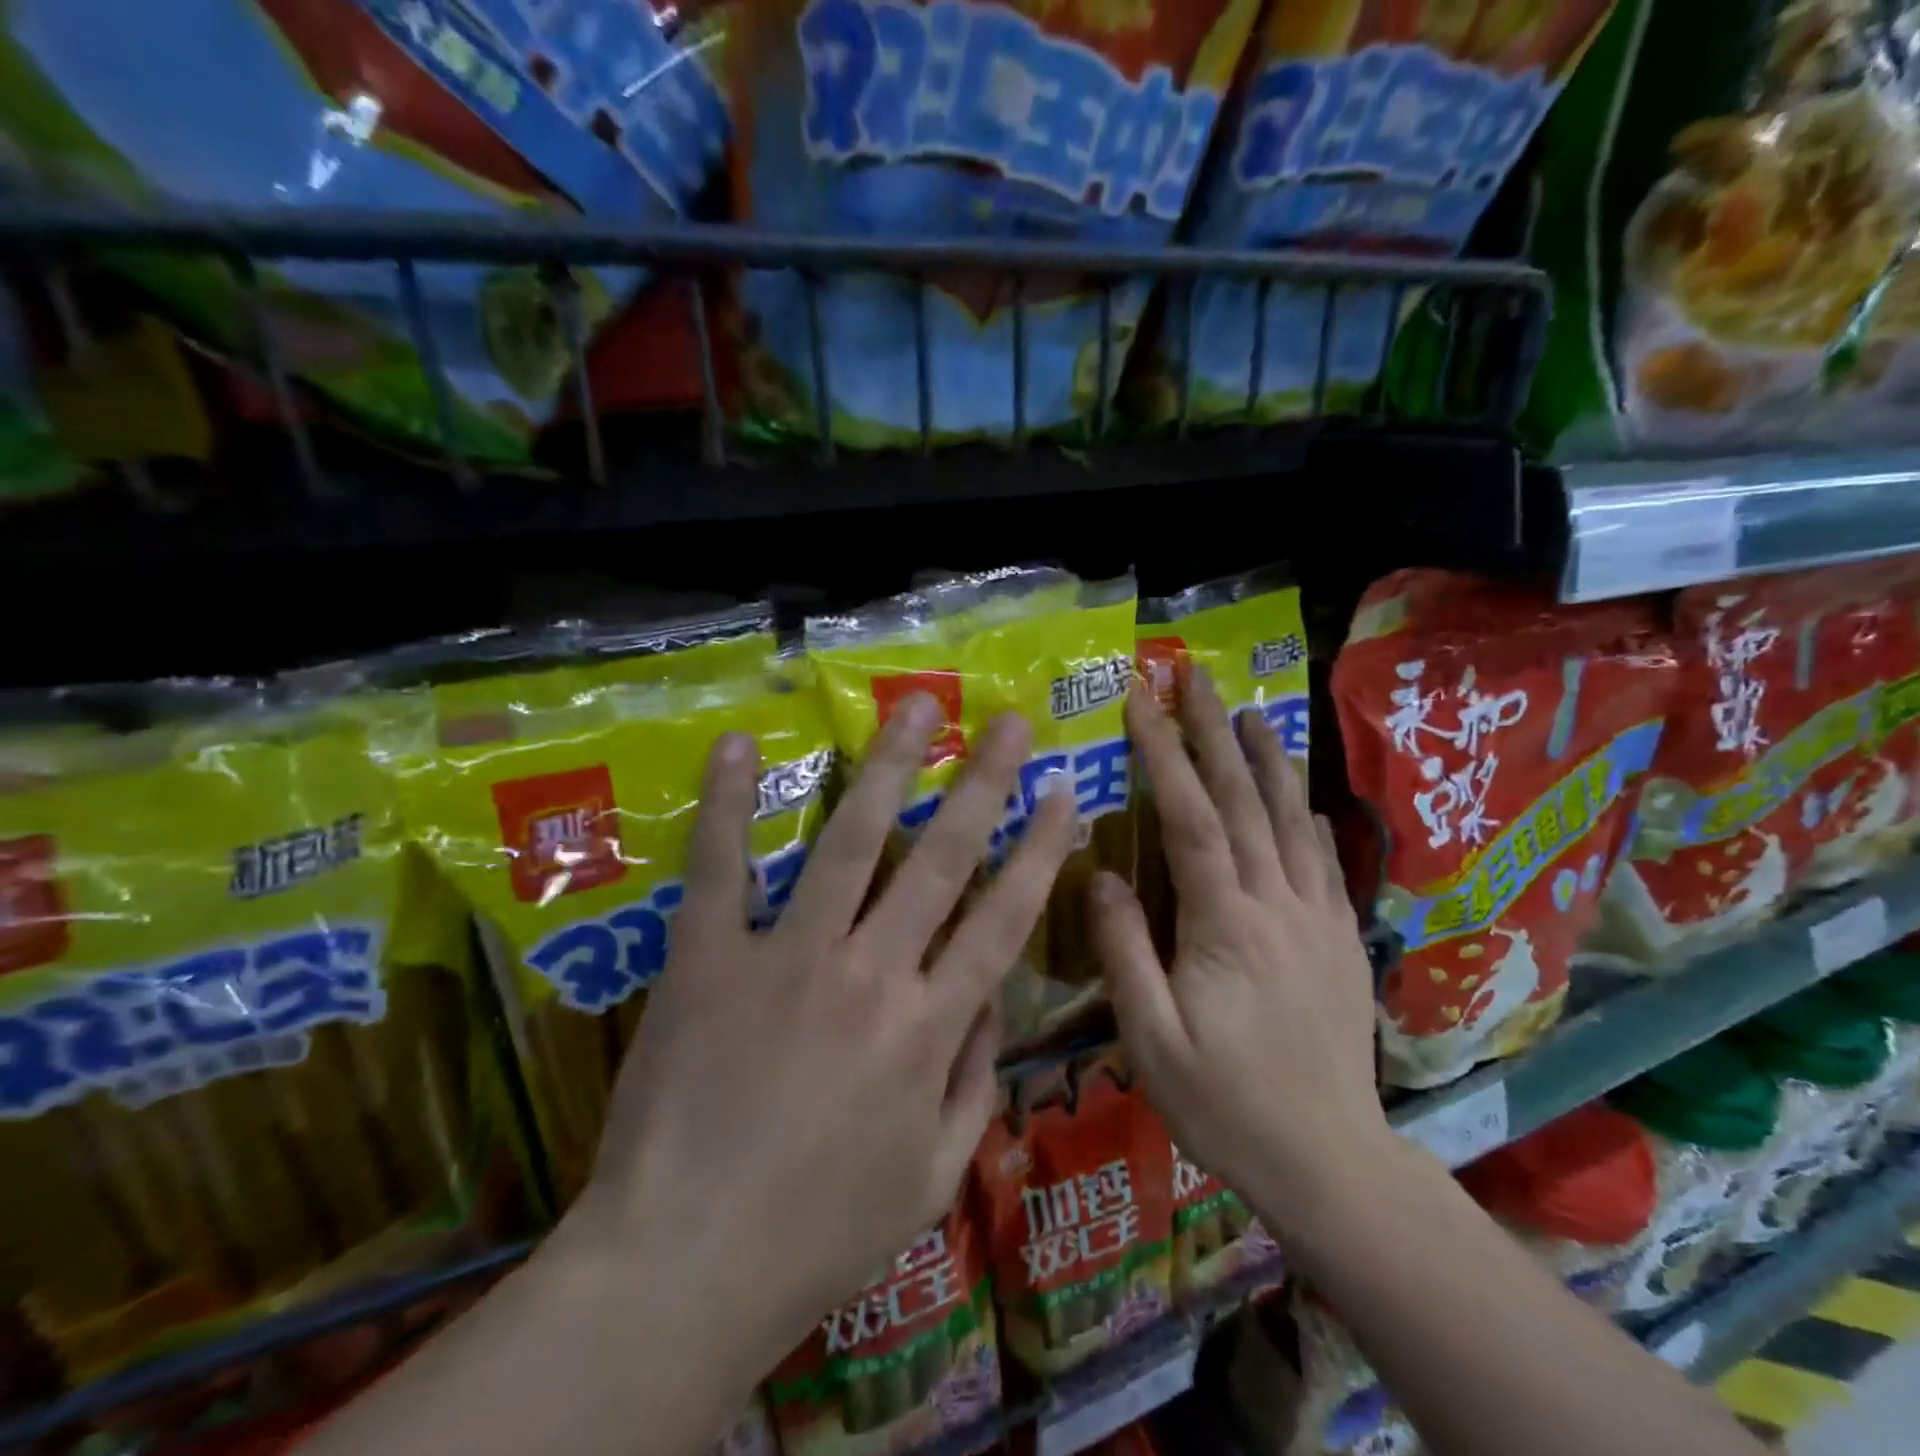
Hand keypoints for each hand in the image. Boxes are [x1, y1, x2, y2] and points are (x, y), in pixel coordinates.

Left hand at [559, 697, 1076, 1391]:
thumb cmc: (819, 1234)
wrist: (683, 1268)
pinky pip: (720, 867)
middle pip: (942, 857)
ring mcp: (786, 955)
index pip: (1004, 917)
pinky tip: (737, 744)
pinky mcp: (708, 956)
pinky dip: (725, 803)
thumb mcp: (931, 1176)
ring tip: (916, 706)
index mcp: (928, 1028)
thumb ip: (975, 1081)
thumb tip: (993, 999)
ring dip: (887, 765)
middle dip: (983, 781)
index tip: (1063, 791)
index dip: (1040, 849)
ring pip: (849, 839)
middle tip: (1008, 721)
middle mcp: (870, 972)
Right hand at [1090, 671, 1387, 1232]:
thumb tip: (1098, 874)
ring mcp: (1317, 919)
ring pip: (1292, 821)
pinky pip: (1326, 864)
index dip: (1164, 752)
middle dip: (1215, 733)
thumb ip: (1123, 952)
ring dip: (1269, 761)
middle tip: (1196, 679)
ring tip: (1254, 713)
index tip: (1141, 700)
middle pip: (1244, 801)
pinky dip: (1309, 820)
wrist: (1330, 1163)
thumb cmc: (1224, 1103)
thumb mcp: (1150, 1040)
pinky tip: (1303, 801)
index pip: (1189, 816)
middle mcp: (1277, 904)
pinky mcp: (1341, 941)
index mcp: (1225, 923)